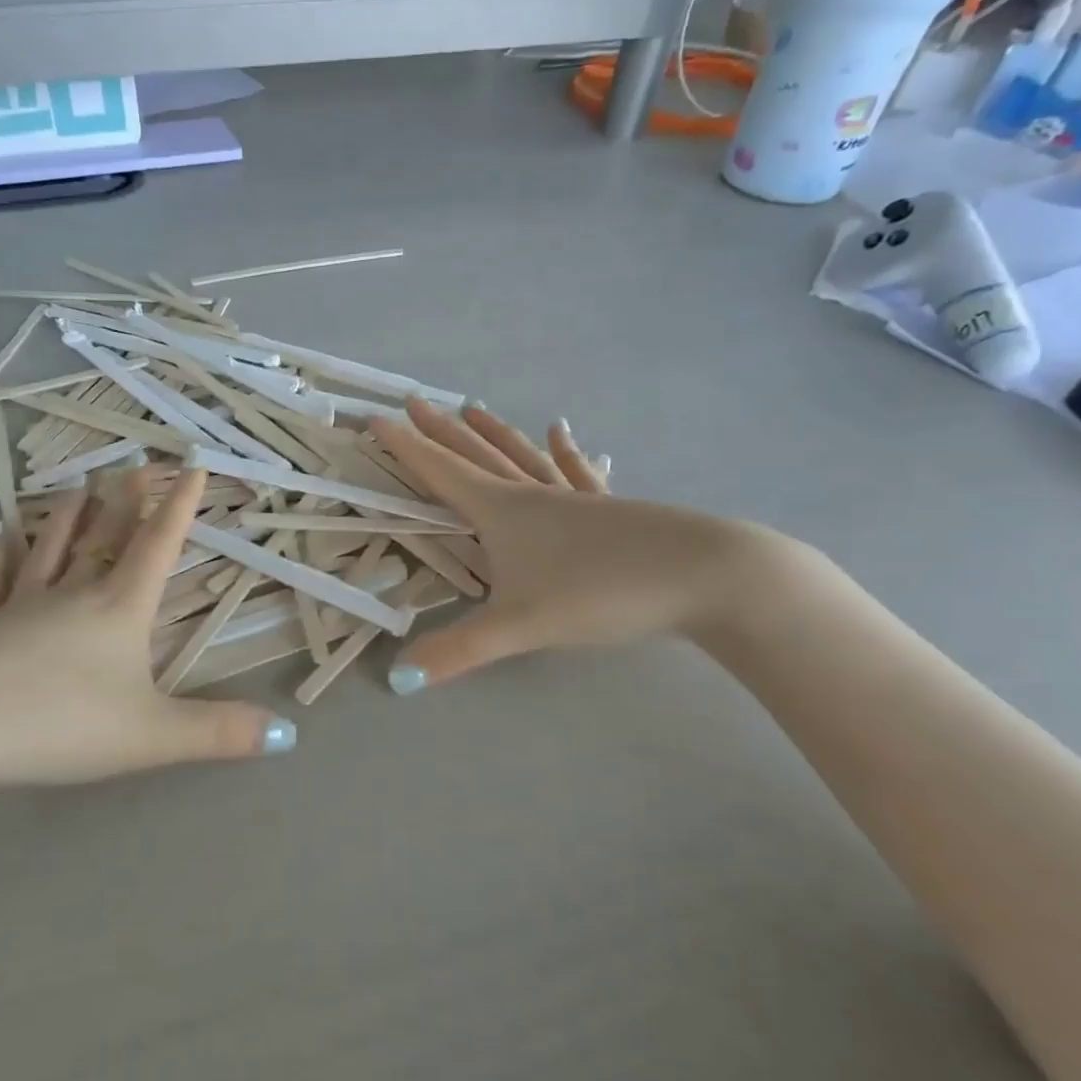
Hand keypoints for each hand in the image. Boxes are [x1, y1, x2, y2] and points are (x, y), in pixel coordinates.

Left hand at [0, 467, 293, 808]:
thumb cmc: (60, 724)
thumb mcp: (152, 736)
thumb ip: (218, 733)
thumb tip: (288, 736)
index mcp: (119, 609)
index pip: (158, 546)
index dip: (180, 507)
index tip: (193, 466)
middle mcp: (72, 594)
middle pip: (106, 535)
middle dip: (127, 498)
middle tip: (137, 462)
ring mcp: (19, 605)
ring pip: (50, 548)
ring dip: (67, 515)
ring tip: (78, 484)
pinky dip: (0, 555)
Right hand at [370, 399, 775, 690]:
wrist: (704, 575)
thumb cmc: (602, 590)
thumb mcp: (523, 626)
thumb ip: (459, 651)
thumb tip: (398, 678)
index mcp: (502, 511)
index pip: (440, 472)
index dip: (405, 447)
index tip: (376, 418)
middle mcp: (532, 495)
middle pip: (476, 455)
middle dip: (441, 431)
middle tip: (413, 402)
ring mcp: (574, 499)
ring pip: (522, 457)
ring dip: (493, 434)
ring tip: (472, 408)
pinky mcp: (610, 509)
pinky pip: (577, 473)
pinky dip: (566, 452)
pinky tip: (563, 431)